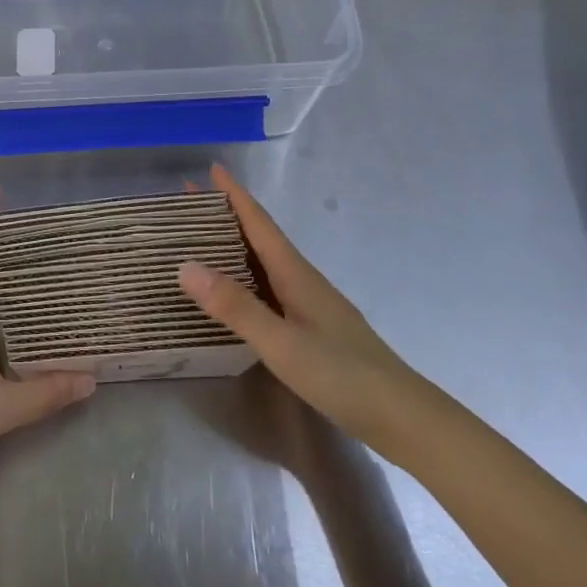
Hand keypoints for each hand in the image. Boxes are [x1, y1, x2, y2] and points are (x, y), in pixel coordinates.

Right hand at [178, 164, 423, 453]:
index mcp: (295, 273)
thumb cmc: (341, 375)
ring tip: (201, 241)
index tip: (211, 169)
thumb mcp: (281, 342)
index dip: (234, 195)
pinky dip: (244, 277)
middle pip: (259, 237)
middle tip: (189, 204)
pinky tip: (234, 292)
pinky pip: (268, 287)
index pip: (259, 223)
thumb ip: (235, 306)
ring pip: (264, 262)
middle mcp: (301, 280)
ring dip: (234, 245)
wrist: (401, 417)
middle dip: (226, 216)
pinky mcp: (311, 327)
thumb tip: (185, 265)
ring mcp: (309, 304)